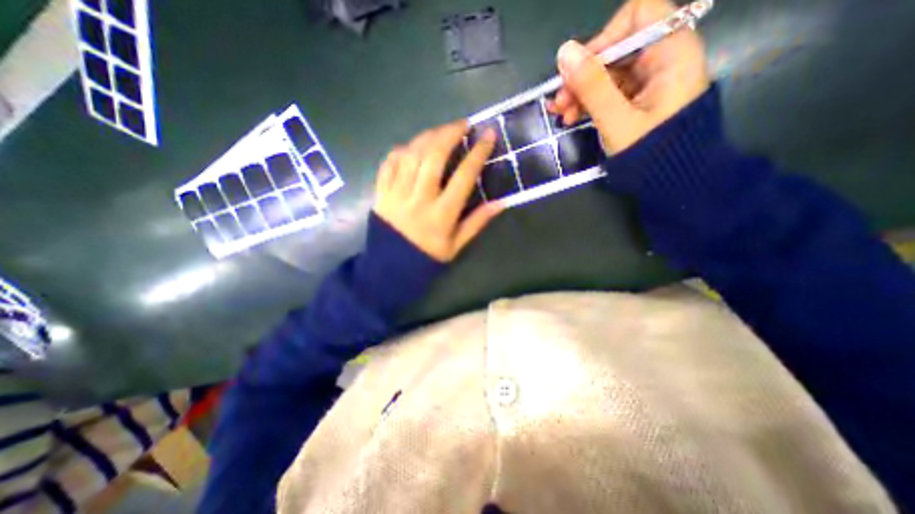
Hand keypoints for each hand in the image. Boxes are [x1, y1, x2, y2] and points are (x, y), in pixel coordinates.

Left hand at [371, 121, 498, 262]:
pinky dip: (401, 150)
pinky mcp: (381, 192)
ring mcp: (397, 193)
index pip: (463, 176)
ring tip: (441, 131)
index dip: (478, 153)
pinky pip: (389, 163)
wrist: (391, 268)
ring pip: (411, 154)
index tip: (488, 135)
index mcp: (442, 214)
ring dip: (428, 137)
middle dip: (450, 133)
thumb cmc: (427, 257)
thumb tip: (502, 202)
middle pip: (434, 156)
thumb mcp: (456, 245)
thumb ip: (478, 222)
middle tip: (463, 124)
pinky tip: (411, 148)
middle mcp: (419, 199)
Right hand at [546, 0, 709, 152]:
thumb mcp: (616, 119)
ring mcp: (648, 79)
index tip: (580, 68)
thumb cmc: (650, 151)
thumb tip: (565, 52)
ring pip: (606, 73)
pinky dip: (588, 102)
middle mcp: (661, 58)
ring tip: (560, 115)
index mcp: (670, 52)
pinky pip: (607, 90)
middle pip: (615, 48)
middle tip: (559, 102)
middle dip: (582, 75)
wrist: (671, 180)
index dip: (604, 37)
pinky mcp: (637, 98)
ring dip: (579, 92)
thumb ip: (592, 86)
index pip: (638, 14)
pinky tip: (570, 117)